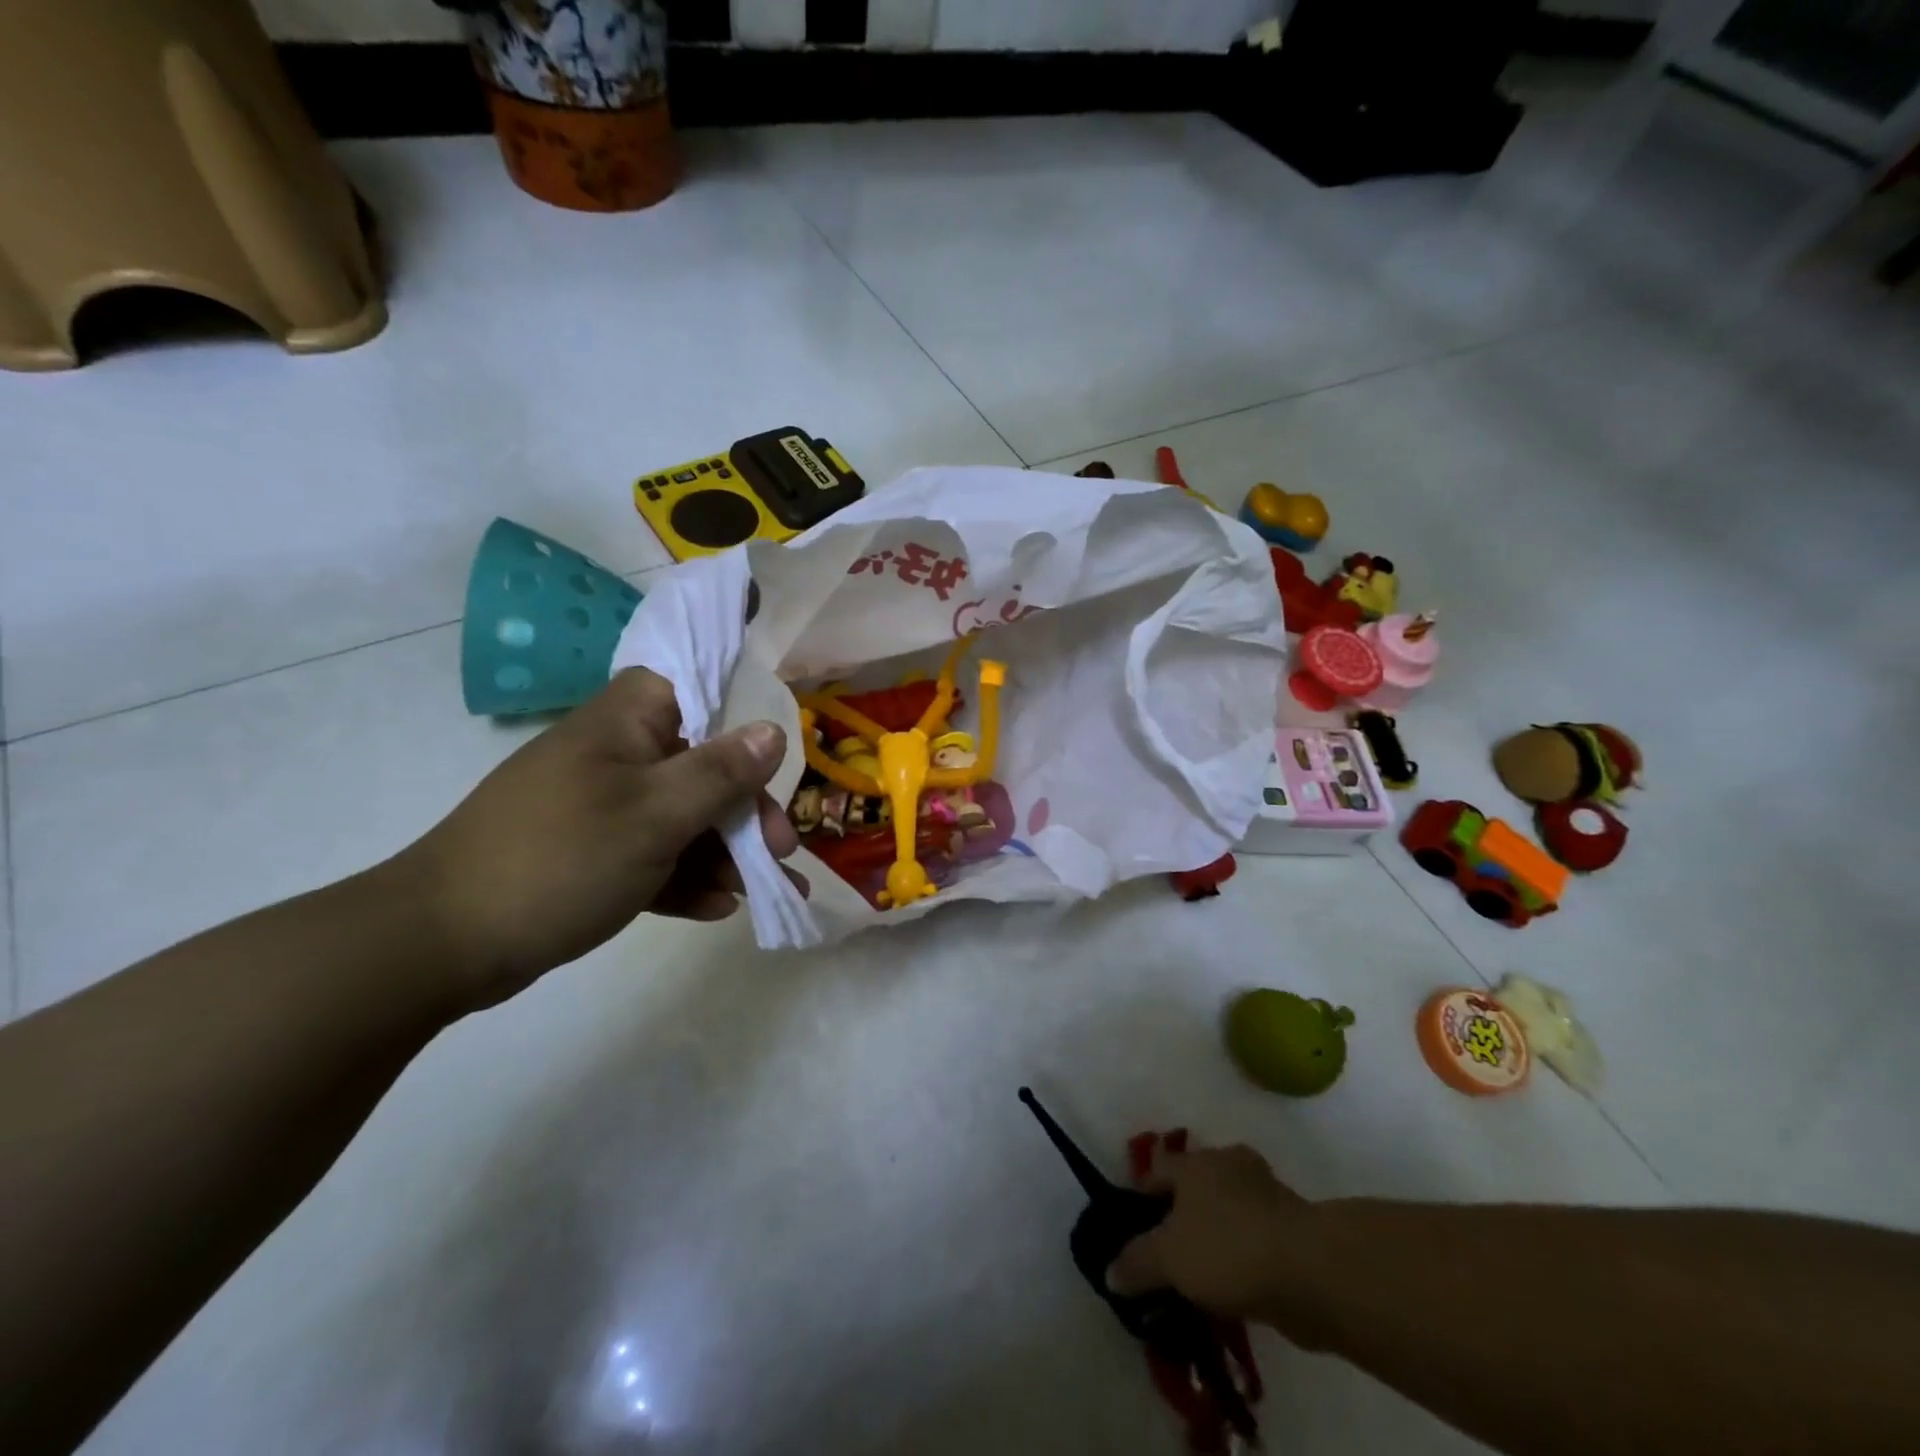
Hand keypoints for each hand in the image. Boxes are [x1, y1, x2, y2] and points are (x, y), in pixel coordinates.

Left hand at [398, 668, 802, 1010]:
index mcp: (627, 723)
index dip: (742, 712)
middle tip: (782, 850)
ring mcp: (604, 807)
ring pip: (684, 816)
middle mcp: (618, 755)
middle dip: (746, 809)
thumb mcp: (655, 814)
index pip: (695, 685)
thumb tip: (774, 730)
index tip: (779, 754)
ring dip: (727, 853)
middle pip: (703, 764)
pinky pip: (656, 856)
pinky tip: (718, 910)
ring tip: (764, 893)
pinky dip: (687, 878)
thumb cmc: (560, 858)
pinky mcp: (594, 854)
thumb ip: (720, 772)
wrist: (442, 945)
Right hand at [1107, 1143, 1313, 1325]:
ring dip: (1217, 1235)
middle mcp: (1228, 1164)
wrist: (1312, 1271)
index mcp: (1195, 1161)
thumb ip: (1137, 1263)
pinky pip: (1254, 1236)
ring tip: (1203, 1278)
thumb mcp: (1169, 1259)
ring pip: (1228, 1210)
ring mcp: (1266, 1192)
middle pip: (1195, 1186)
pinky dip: (1244, 1255)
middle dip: (1183, 1214)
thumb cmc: (1228, 1248)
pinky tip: (1236, 1288)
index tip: (1135, 1226)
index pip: (1158, 1167)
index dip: (1142, 1194)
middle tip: (1169, 1253)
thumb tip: (1109, 1272)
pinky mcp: (1293, 1225)